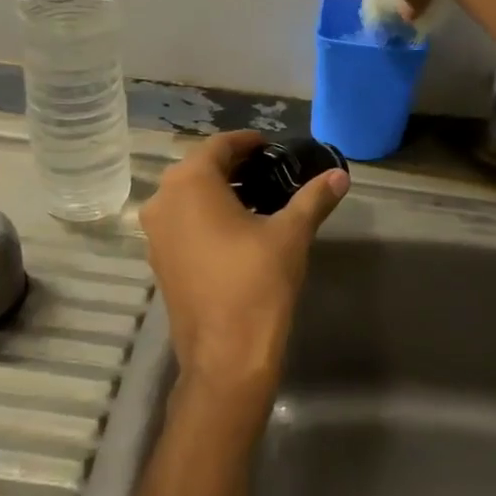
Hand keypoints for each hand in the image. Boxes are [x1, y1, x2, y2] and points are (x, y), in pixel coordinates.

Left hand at [140, 131, 348, 419]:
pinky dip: (205, 215)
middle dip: (234, 165)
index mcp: (191, 182)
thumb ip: (314, 198)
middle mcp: (163, 200)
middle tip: (270, 169)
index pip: (219, 145)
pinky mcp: (158, 260)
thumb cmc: (257, 282)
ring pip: (187, 196)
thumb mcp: (291, 233)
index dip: (247, 142)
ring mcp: (155, 233)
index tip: (272, 145)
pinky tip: (235, 229)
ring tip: (258, 197)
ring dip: (219, 190)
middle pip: (200, 168)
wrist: (226, 354)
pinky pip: (181, 221)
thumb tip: (340, 175)